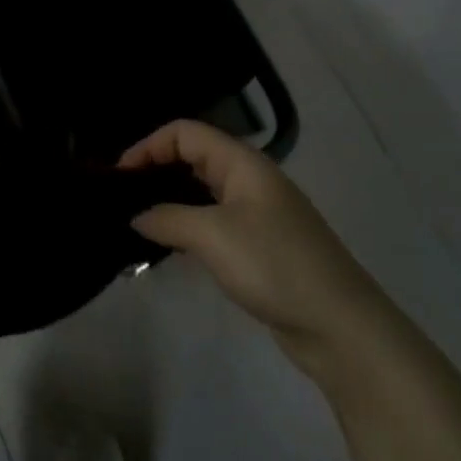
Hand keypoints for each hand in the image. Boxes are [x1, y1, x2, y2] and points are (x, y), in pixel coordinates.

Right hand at [123, 121, 389, 375]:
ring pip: (202, 191)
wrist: (341, 327)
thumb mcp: (212, 235)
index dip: (149, 146)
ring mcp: (258, 213)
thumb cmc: (274, 265)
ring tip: (137, 222)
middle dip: (156, 170)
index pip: (185, 132)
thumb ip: (166, 218)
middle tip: (122, 198)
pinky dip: (187, 226)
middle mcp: (250, 179)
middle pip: (193, 157)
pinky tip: (169, 246)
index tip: (120, 176)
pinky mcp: (260, 245)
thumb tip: (136, 215)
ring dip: (169, 201)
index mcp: (243, 163)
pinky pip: (213, 221)